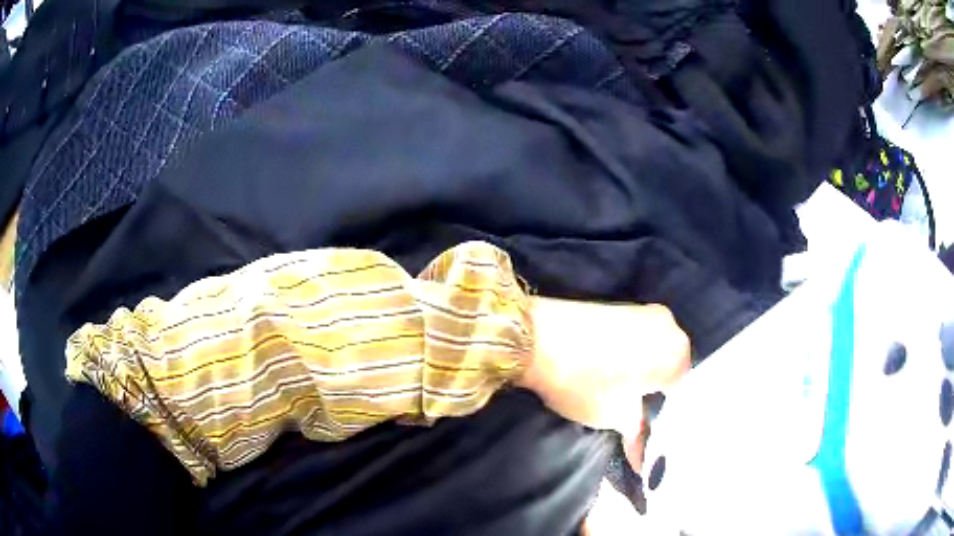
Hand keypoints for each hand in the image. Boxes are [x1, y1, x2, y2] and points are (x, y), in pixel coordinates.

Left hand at [518, 299, 689, 438]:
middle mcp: (670, 326)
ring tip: (624, 397)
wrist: (534, 335)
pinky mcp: (622, 306)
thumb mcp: (614, 414)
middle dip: (656, 395)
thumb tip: (643, 458)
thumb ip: (637, 432)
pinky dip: (632, 358)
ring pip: (655, 354)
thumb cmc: (583, 381)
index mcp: (678, 352)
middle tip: (639, 417)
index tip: (653, 432)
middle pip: (671, 370)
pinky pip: (638, 339)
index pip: (683, 393)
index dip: (666, 416)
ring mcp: (645, 311)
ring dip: (644, 376)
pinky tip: (615, 374)